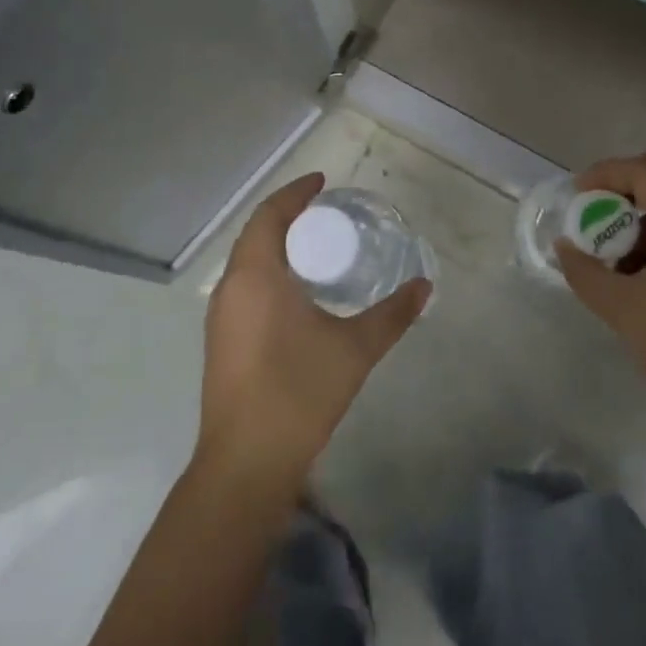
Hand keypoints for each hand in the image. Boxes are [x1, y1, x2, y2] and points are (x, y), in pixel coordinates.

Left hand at [197, 173, 430, 488]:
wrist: (246, 463)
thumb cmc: (298, 392)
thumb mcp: (354, 349)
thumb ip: (392, 314)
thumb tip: (425, 286)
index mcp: (255, 275)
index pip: (270, 214)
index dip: (295, 193)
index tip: (323, 182)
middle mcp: (230, 287)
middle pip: (256, 234)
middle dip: (288, 217)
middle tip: (326, 214)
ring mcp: (220, 316)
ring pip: (247, 263)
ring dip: (276, 246)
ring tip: (316, 248)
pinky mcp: (221, 341)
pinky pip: (244, 287)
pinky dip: (269, 273)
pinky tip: (297, 294)